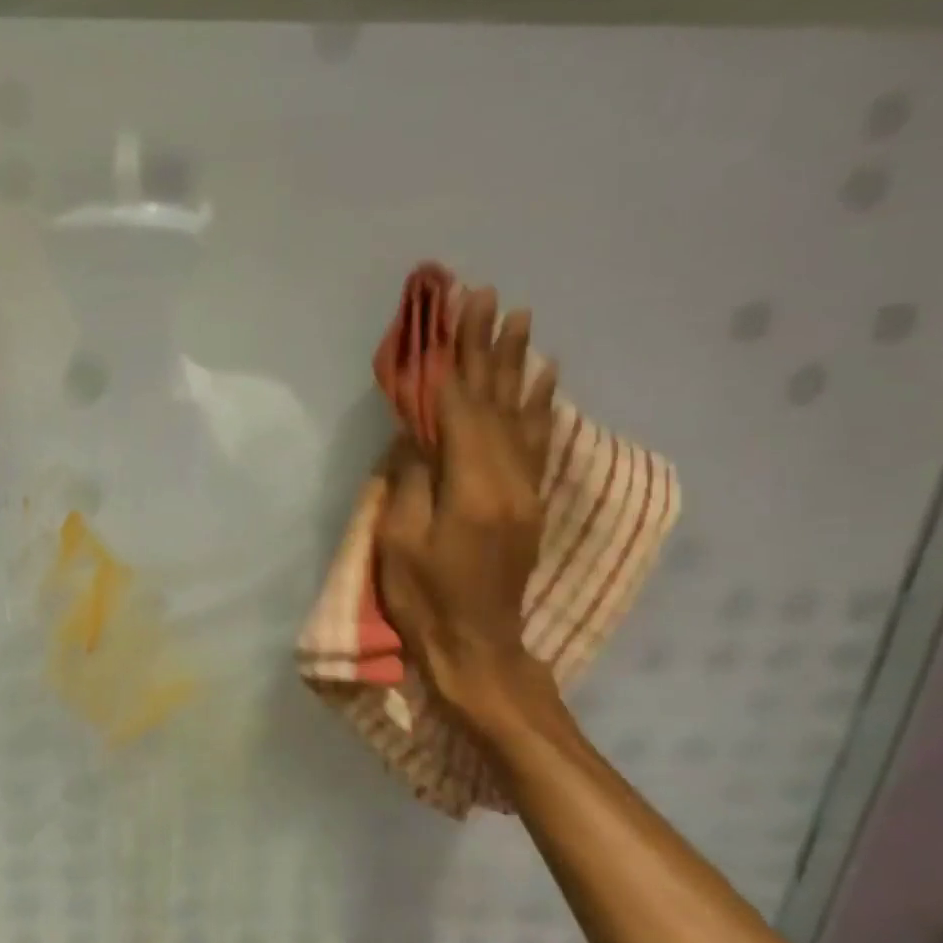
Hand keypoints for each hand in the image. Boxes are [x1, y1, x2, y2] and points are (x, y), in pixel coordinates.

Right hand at [376, 287, 557, 724]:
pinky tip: (544, 378)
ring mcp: (526, 490)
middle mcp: (509, 478)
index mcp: (472, 487)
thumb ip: (412, 479)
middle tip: (487, 297)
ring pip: (522, 413)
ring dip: (518, 364)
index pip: (461, 408)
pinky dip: (539, 404)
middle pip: (496, 400)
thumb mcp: (399, 540)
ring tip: (520, 319)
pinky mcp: (529, 502)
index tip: (454, 312)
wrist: (477, 645)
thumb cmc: (424, 597)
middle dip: (489, 346)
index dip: (454, 359)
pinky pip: (537, 441)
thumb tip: (419, 433)